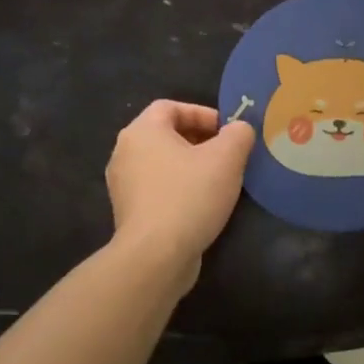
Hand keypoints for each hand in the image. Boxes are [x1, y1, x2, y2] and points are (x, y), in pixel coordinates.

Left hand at [106, 102, 253, 276]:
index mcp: (142, 132)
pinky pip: (158, 188)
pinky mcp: (129, 212)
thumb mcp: (227, 158)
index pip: (170, 106)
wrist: (155, 256)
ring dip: (191, 166)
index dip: (202, 113)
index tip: (227, 131)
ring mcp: (123, 185)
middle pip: (166, 134)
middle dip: (200, 140)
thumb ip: (238, 134)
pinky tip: (202, 204)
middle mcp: (125, 153)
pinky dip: (180, 189)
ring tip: (220, 180)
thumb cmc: (190, 196)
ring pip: (163, 163)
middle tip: (228, 155)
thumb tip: (239, 129)